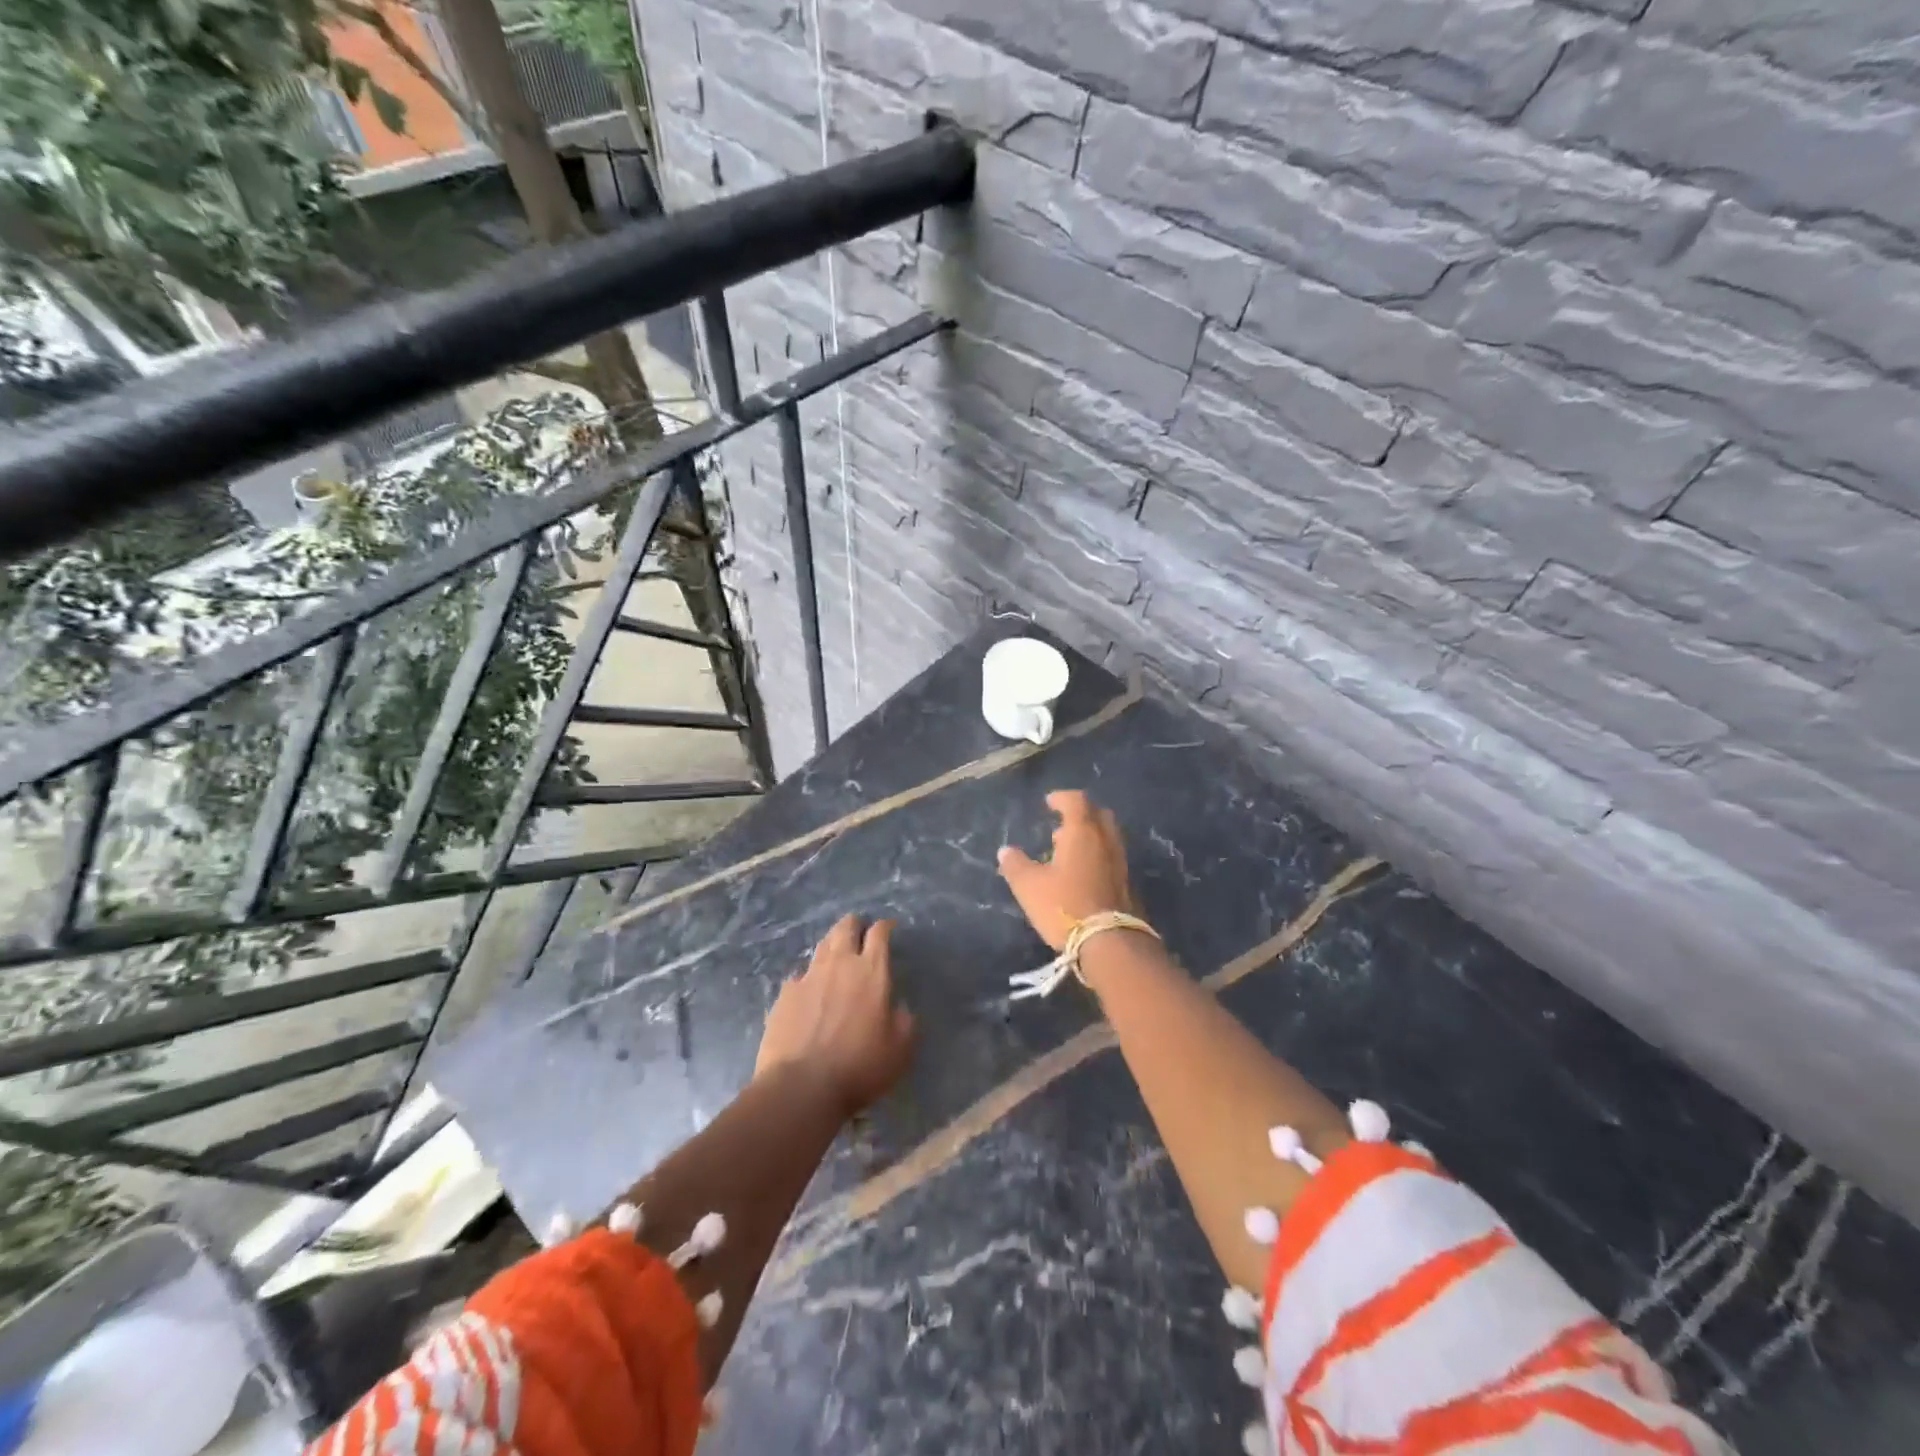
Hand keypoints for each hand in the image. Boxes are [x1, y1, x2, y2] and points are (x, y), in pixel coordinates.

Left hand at [755, 915, 915, 1117]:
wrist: (802, 1086)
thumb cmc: (860, 1066)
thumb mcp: (901, 1048)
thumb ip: (905, 1020)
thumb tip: (898, 1007)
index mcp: (871, 971)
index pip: (879, 933)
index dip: (885, 927)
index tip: (889, 929)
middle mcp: (839, 964)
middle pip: (846, 927)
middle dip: (855, 925)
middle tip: (860, 934)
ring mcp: (808, 976)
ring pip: (822, 946)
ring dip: (832, 946)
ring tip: (836, 957)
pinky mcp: (784, 994)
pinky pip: (799, 976)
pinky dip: (808, 979)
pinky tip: (809, 994)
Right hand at [997, 791, 1139, 952]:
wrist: (1110, 942)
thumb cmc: (1065, 906)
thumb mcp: (1029, 886)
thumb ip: (1015, 865)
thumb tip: (1006, 851)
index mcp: (1082, 832)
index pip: (1076, 801)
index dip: (1062, 798)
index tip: (1049, 802)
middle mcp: (1106, 840)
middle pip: (1098, 814)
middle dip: (1080, 814)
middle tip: (1061, 825)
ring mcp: (1121, 862)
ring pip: (1107, 837)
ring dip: (1089, 837)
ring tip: (1067, 851)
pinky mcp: (1128, 883)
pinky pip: (1112, 857)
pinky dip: (1097, 855)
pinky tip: (1082, 874)